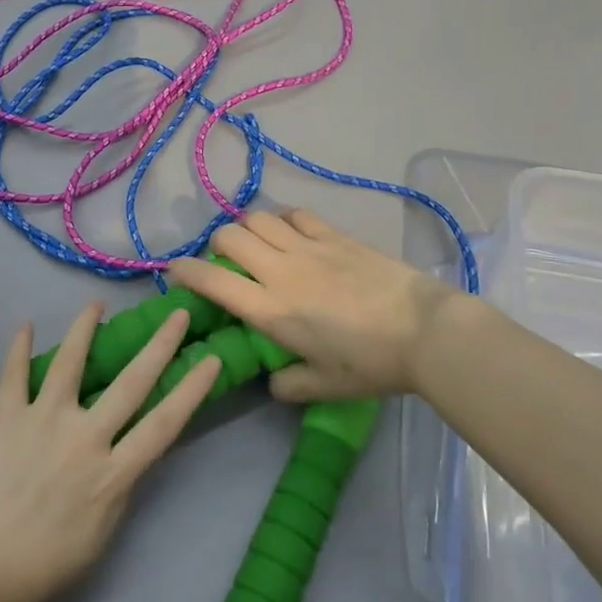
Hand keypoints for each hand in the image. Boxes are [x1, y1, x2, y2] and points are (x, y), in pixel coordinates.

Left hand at [0, 302, 220, 601]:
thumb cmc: (36, 570)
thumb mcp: (95, 543)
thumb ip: (115, 496)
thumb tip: (124, 462)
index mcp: (111, 474)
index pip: (165, 423)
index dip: (192, 389)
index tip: (210, 358)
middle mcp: (84, 437)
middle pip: (131, 382)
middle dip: (160, 345)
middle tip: (178, 314)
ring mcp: (42, 421)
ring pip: (71, 363)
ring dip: (85, 329)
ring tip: (96, 303)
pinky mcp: (4, 417)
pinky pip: (13, 374)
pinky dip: (18, 348)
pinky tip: (26, 325)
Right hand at [165, 209, 460, 400]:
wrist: (426, 331)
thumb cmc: (372, 364)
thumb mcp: (325, 387)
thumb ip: (290, 385)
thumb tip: (273, 379)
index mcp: (271, 310)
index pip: (213, 281)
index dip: (185, 271)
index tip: (175, 270)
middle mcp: (281, 271)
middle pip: (230, 237)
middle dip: (217, 244)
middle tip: (226, 261)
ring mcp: (309, 247)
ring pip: (259, 218)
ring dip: (248, 227)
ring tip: (257, 243)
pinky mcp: (336, 235)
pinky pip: (297, 214)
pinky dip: (284, 219)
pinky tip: (292, 232)